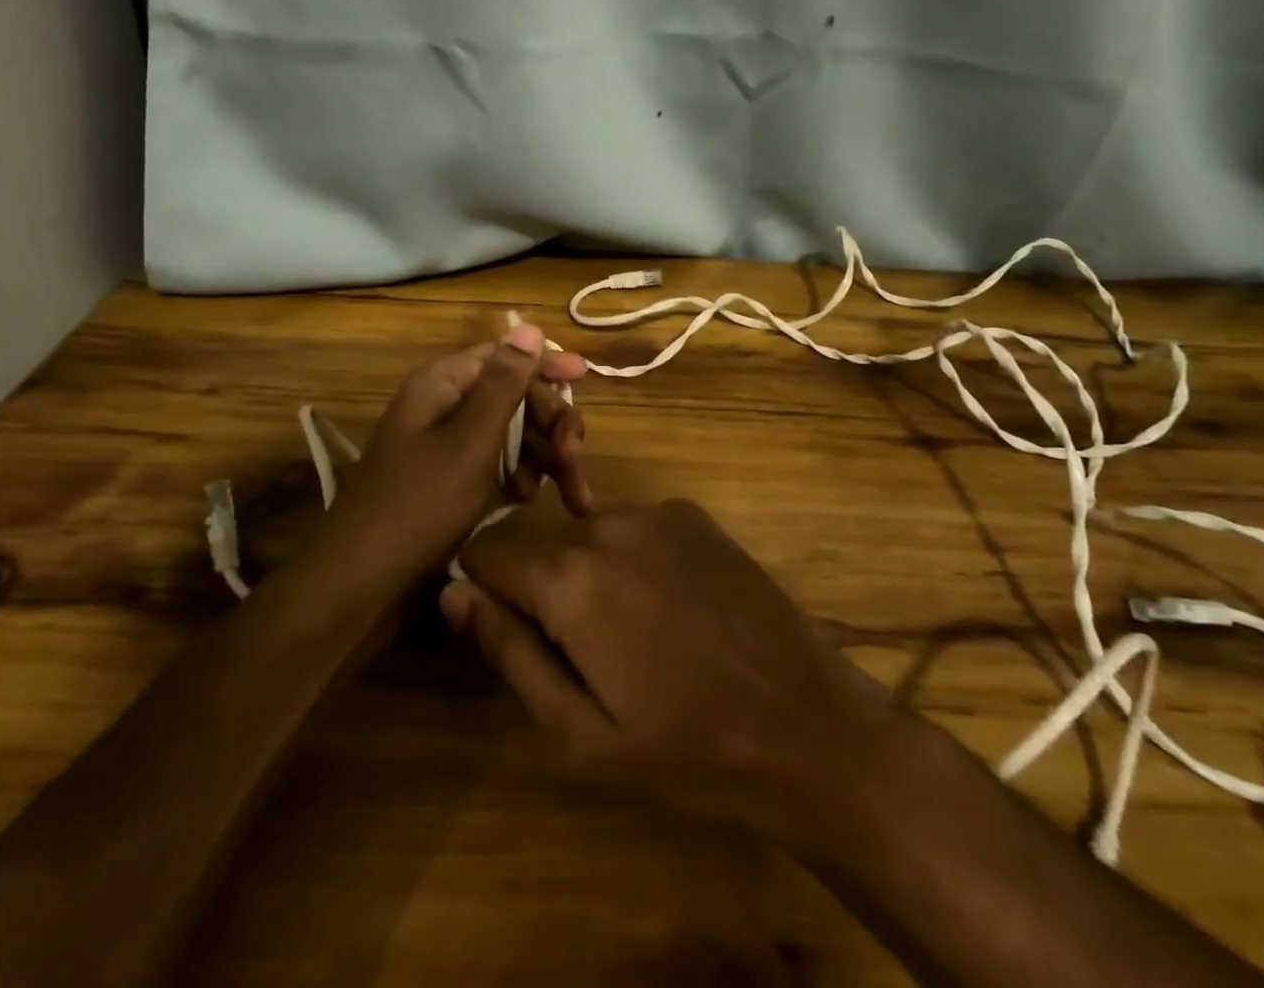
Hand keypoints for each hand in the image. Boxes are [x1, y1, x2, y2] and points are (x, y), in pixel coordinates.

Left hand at [323, 324, 589, 579]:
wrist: (362, 586)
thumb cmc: (417, 506)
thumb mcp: (469, 442)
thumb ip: (504, 386)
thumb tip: (530, 328)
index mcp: (443, 386)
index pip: (503, 355)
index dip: (544, 363)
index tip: (586, 376)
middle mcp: (446, 408)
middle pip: (515, 396)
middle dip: (552, 424)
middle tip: (574, 459)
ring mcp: (450, 447)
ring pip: (514, 434)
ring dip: (545, 457)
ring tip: (568, 495)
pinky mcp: (455, 482)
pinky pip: (500, 465)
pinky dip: (520, 479)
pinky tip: (527, 502)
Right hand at [442, 497, 904, 844]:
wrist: (808, 727)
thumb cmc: (686, 750)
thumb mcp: (580, 734)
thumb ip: (508, 653)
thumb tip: (454, 594)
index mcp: (571, 577)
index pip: (485, 548)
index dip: (482, 588)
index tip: (506, 629)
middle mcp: (608, 524)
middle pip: (539, 542)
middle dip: (540, 587)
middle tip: (581, 652)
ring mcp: (657, 512)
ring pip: (587, 534)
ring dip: (589, 573)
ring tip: (634, 636)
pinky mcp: (695, 515)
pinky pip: (635, 529)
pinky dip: (633, 560)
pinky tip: (672, 609)